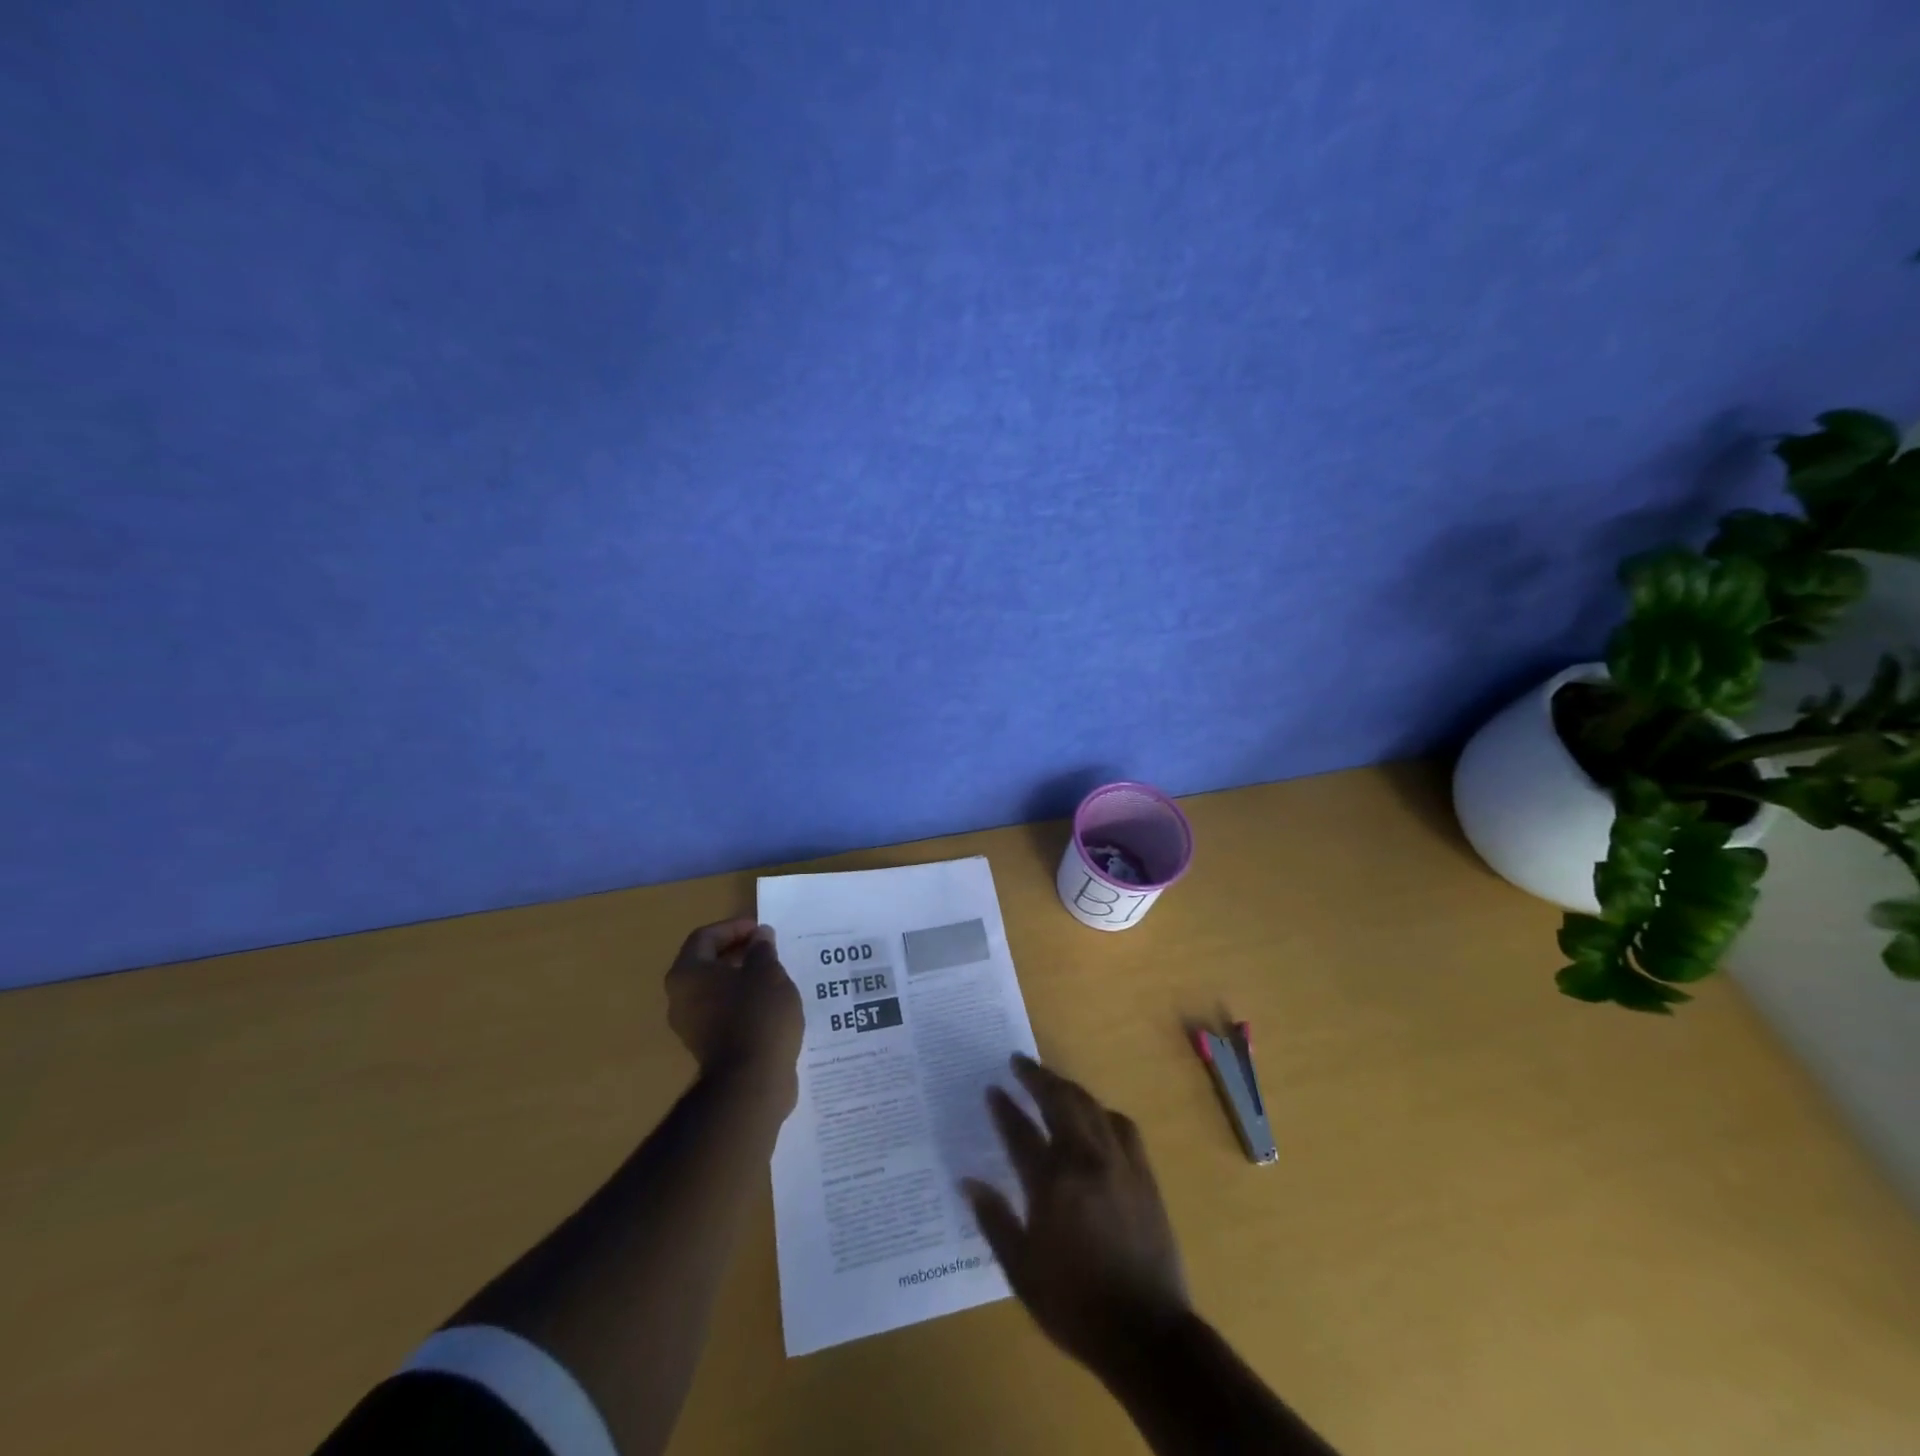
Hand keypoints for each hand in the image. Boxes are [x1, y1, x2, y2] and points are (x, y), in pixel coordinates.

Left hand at [665, 918, 803, 1108]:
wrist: (752, 1081)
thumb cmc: (757, 1015)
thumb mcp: (767, 972)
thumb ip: (762, 949)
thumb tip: (760, 936)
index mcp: (688, 974)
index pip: (705, 937)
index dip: (734, 927)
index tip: (761, 931)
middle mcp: (681, 998)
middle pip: (706, 963)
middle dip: (738, 952)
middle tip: (767, 949)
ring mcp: (692, 1025)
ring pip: (715, 989)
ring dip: (741, 977)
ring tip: (773, 974)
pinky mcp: (708, 1047)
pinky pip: (723, 1012)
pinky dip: (742, 1001)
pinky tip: (769, 1003)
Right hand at [963, 1054, 1188, 1370]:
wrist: (1146, 1334)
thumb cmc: (1075, 1306)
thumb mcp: (1021, 1271)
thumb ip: (994, 1220)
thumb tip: (969, 1181)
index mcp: (1052, 1184)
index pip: (1020, 1131)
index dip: (1004, 1107)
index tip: (992, 1088)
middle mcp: (1085, 1160)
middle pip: (1059, 1101)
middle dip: (1036, 1077)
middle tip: (1018, 1061)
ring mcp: (1119, 1163)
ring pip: (1090, 1106)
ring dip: (1067, 1087)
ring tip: (1050, 1080)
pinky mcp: (1143, 1173)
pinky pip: (1121, 1126)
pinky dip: (1102, 1112)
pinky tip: (1095, 1115)